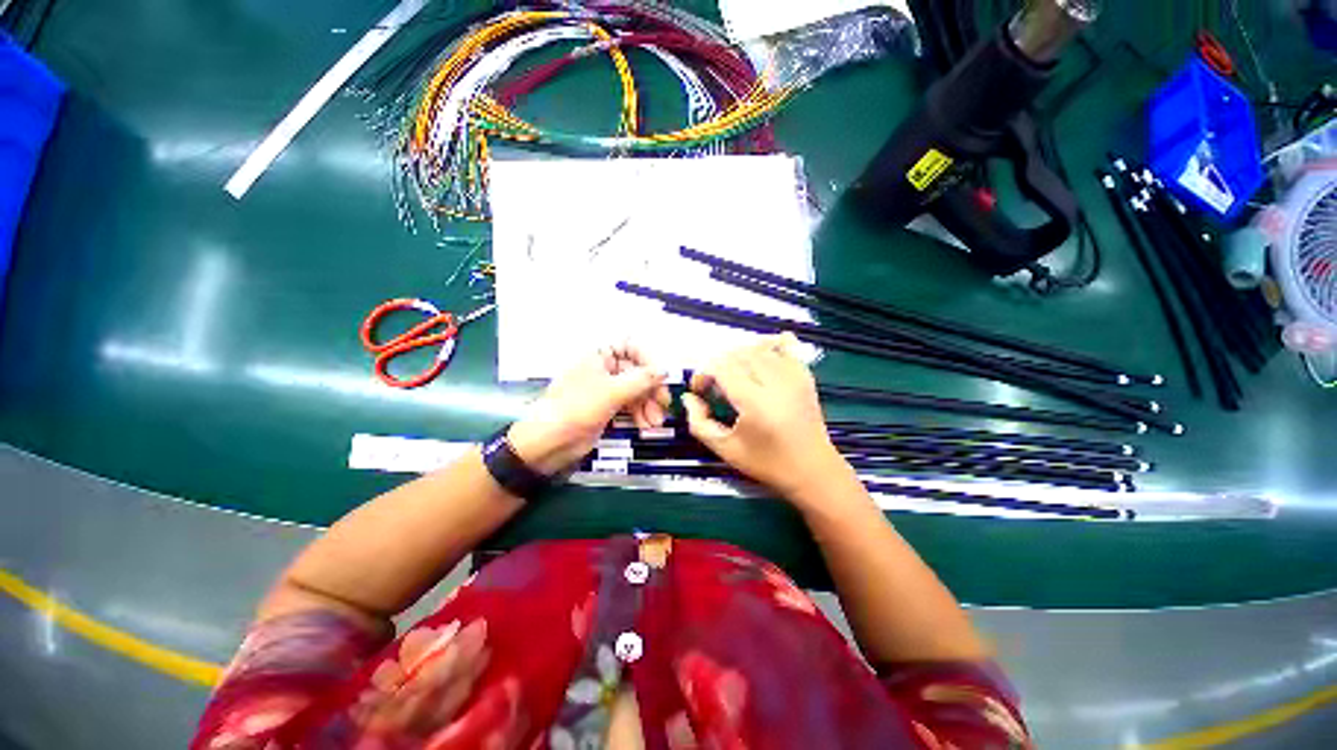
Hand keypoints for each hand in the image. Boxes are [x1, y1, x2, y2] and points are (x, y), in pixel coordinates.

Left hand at [507, 345, 670, 474]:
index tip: (660, 376)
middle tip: (664, 404)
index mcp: (599, 356)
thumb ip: (641, 379)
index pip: (631, 346)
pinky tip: (645, 425)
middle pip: (637, 371)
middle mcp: (604, 368)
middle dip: (651, 388)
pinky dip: (639, 414)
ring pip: (636, 390)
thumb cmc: (576, 408)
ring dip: (648, 405)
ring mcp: (606, 389)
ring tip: (654, 422)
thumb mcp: (612, 392)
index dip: (648, 359)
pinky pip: (630, 405)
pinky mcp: (607, 407)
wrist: (549, 442)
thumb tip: (664, 370)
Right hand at [682, 333, 848, 499]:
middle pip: (737, 353)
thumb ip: (699, 423)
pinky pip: (784, 345)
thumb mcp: (725, 449)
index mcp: (754, 402)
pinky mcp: (804, 375)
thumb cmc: (767, 463)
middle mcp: (775, 382)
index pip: (720, 367)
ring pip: (757, 347)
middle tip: (714, 384)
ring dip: (738, 355)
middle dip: (718, 364)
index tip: (700, 390)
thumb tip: (689, 398)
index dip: (703, 374)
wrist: (813, 469)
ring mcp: (793, 376)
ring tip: (733, 374)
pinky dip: (767, 344)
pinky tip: (759, 356)